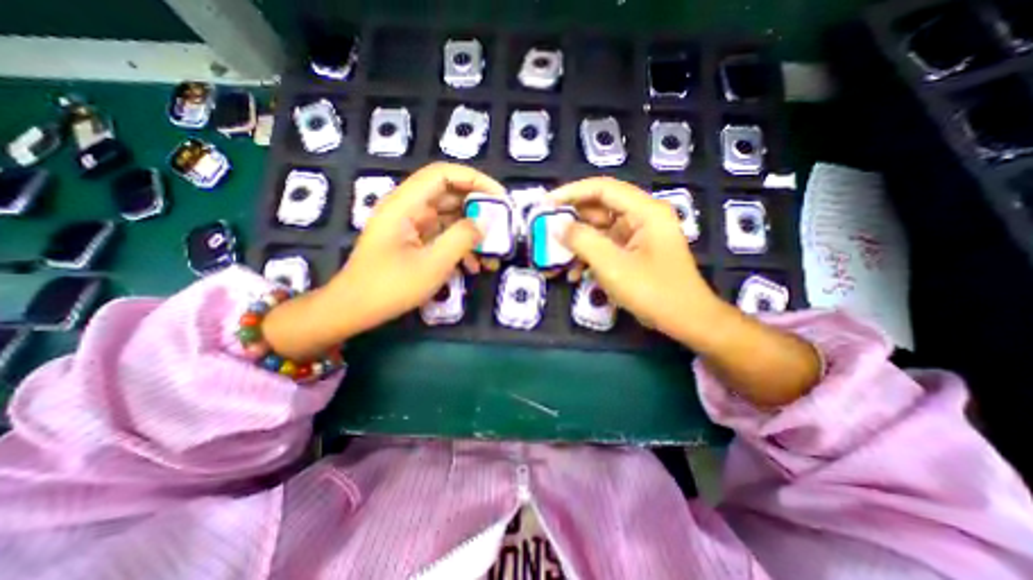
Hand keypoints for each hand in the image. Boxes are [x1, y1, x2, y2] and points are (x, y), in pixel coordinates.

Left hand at [263, 161, 504, 354]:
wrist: (355, 309)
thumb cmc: (390, 287)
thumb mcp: (433, 264)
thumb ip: (462, 239)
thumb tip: (484, 223)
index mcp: (406, 204)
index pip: (443, 174)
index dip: (475, 179)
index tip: (499, 197)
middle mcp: (409, 208)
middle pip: (450, 195)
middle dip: (478, 209)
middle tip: (502, 225)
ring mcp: (412, 225)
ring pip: (450, 217)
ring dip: (472, 232)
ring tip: (491, 253)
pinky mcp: (415, 241)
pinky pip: (443, 235)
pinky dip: (460, 246)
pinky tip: (474, 266)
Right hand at [553, 176, 818, 402]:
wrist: (686, 320)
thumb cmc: (653, 292)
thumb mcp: (612, 266)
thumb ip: (582, 241)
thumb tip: (557, 226)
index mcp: (645, 211)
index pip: (602, 188)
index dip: (572, 192)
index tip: (546, 204)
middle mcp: (642, 217)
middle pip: (600, 208)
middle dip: (571, 221)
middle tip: (546, 230)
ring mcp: (638, 235)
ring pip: (599, 229)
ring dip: (577, 242)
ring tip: (554, 255)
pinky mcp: (633, 252)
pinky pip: (606, 246)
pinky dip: (589, 256)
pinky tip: (573, 273)